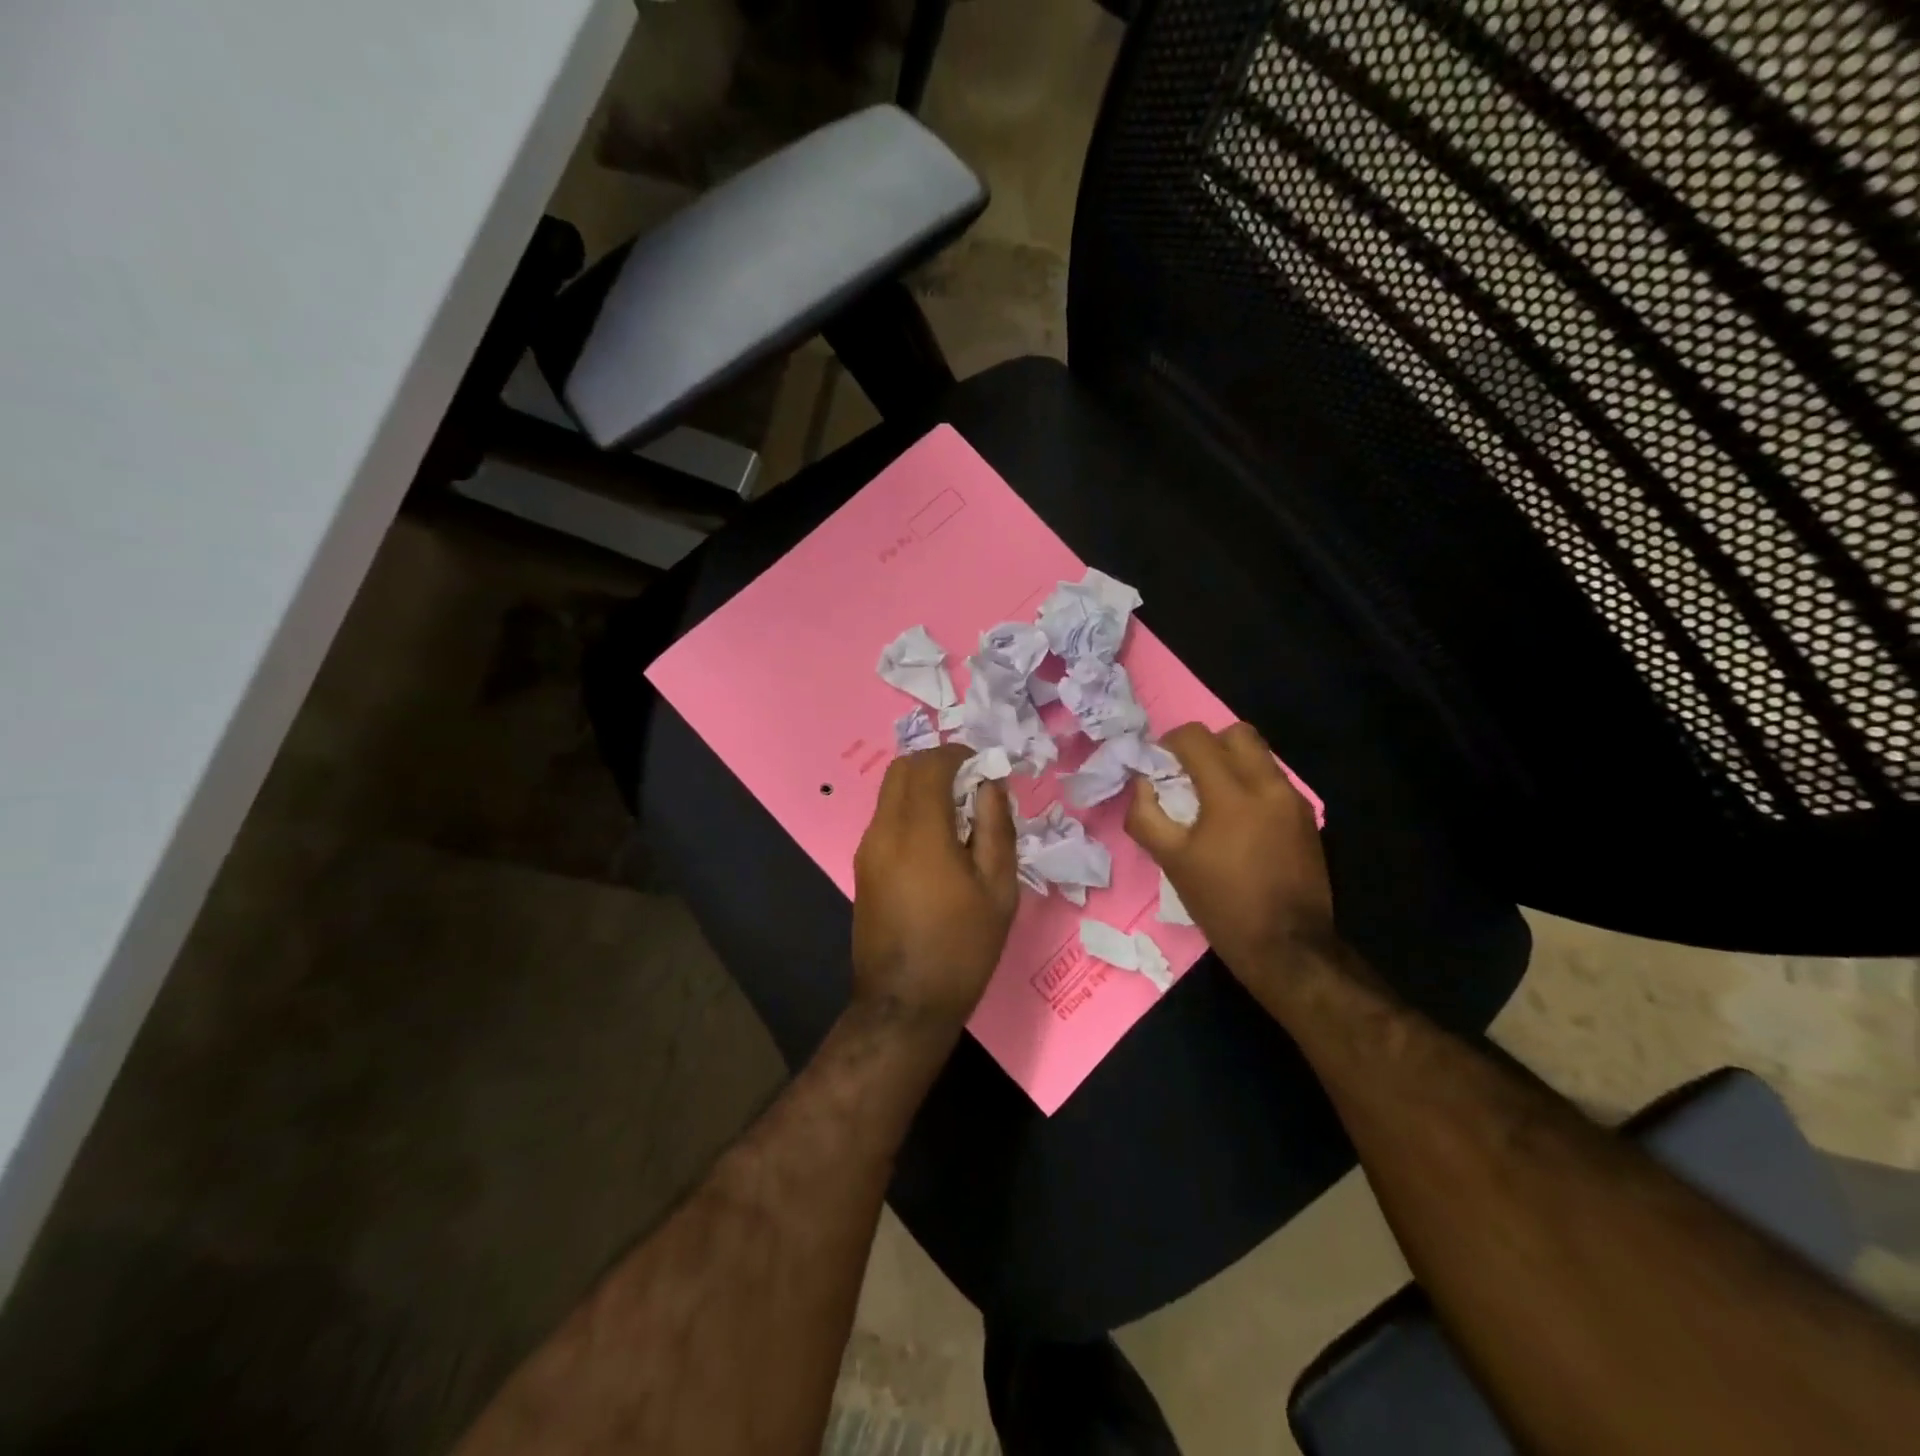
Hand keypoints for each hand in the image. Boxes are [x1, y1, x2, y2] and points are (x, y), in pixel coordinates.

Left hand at [852, 744, 1017, 1032]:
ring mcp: (867, 849)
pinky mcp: (862, 868)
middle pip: (902, 769)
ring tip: (958, 818)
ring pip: (890, 793)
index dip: (958, 755)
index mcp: (919, 831)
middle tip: (970, 788)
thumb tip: (990, 785)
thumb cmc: (962, 948)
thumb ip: (995, 826)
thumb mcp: (998, 889)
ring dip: (922, 788)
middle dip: (936, 765)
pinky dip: (910, 811)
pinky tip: (937, 845)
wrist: (904, 1004)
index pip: (930, 764)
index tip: (984, 770)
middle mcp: (884, 830)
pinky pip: (886, 819)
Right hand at [1125, 722, 1335, 985]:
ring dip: (1230, 763)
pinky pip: (1273, 781)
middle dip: (1206, 745)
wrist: (1289, 948)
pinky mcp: (1306, 819)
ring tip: (1211, 798)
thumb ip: (1146, 816)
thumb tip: (1141, 784)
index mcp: (1231, 794)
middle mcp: (1268, 786)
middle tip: (1187, 774)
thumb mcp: (1172, 862)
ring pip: (1259, 755)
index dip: (1169, 743)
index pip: (1196, 738)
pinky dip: (1250, 785)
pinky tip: (1237, 821)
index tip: (1158, 766)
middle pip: (1235, 733)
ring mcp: (1293, 801)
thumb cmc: (1223, 905)